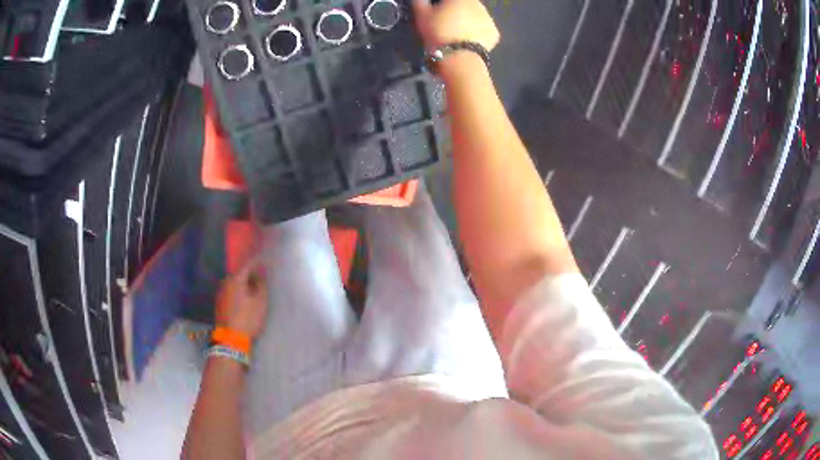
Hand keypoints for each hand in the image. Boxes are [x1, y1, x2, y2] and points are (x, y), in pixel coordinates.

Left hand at [215, 256, 267, 338]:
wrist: (231, 339)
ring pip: (234, 284)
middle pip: (239, 274)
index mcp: (235, 279)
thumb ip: (261, 285)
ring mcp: (220, 294)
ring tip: (253, 289)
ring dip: (243, 284)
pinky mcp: (219, 305)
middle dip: (249, 274)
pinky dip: (238, 293)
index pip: (247, 265)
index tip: (264, 260)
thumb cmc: (248, 318)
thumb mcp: (260, 302)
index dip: (257, 262)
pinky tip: (244, 299)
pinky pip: (231, 293)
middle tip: (260, 276)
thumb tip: (260, 274)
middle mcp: (225, 283)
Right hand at [412, 0, 499, 51]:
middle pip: (465, 5)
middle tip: (447, 24)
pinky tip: (468, 41)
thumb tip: (421, 0)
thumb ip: (420, 3)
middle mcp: (477, 4)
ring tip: (458, 33)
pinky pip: (484, 30)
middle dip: (457, 11)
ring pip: (477, 17)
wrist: (459, 57)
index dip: (442, 5)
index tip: (437, 12)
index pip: (449, 0)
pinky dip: (478, 34)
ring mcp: (488, 18)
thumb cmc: (438, 33)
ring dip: (469, 21)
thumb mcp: (422, 16)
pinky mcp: (495, 33)